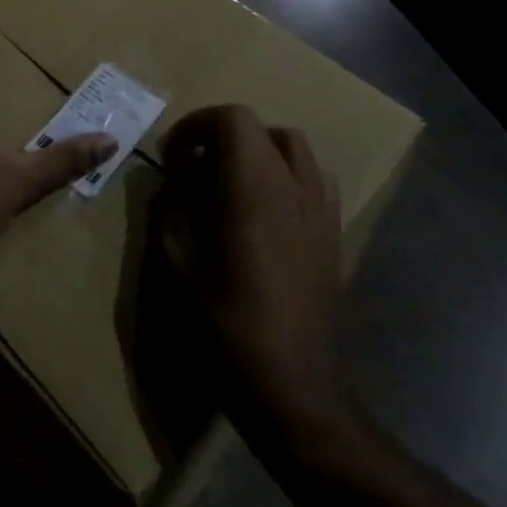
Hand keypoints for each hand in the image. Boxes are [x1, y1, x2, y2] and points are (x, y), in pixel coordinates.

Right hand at [158, 105, 349, 439]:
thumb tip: (177, 170)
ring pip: (292, 146)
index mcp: (254, 186)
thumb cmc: (227, 325)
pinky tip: (266, 209)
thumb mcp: (179, 263)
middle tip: (194, 167)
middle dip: (222, 135)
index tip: (173, 155)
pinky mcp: (333, 232)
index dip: (197, 124)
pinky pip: (313, 177)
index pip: (232, 117)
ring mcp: (321, 207)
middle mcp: (293, 184)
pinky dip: (286, 173)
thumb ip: (173, 204)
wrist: (294, 388)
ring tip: (230, 181)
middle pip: (261, 127)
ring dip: (257, 149)